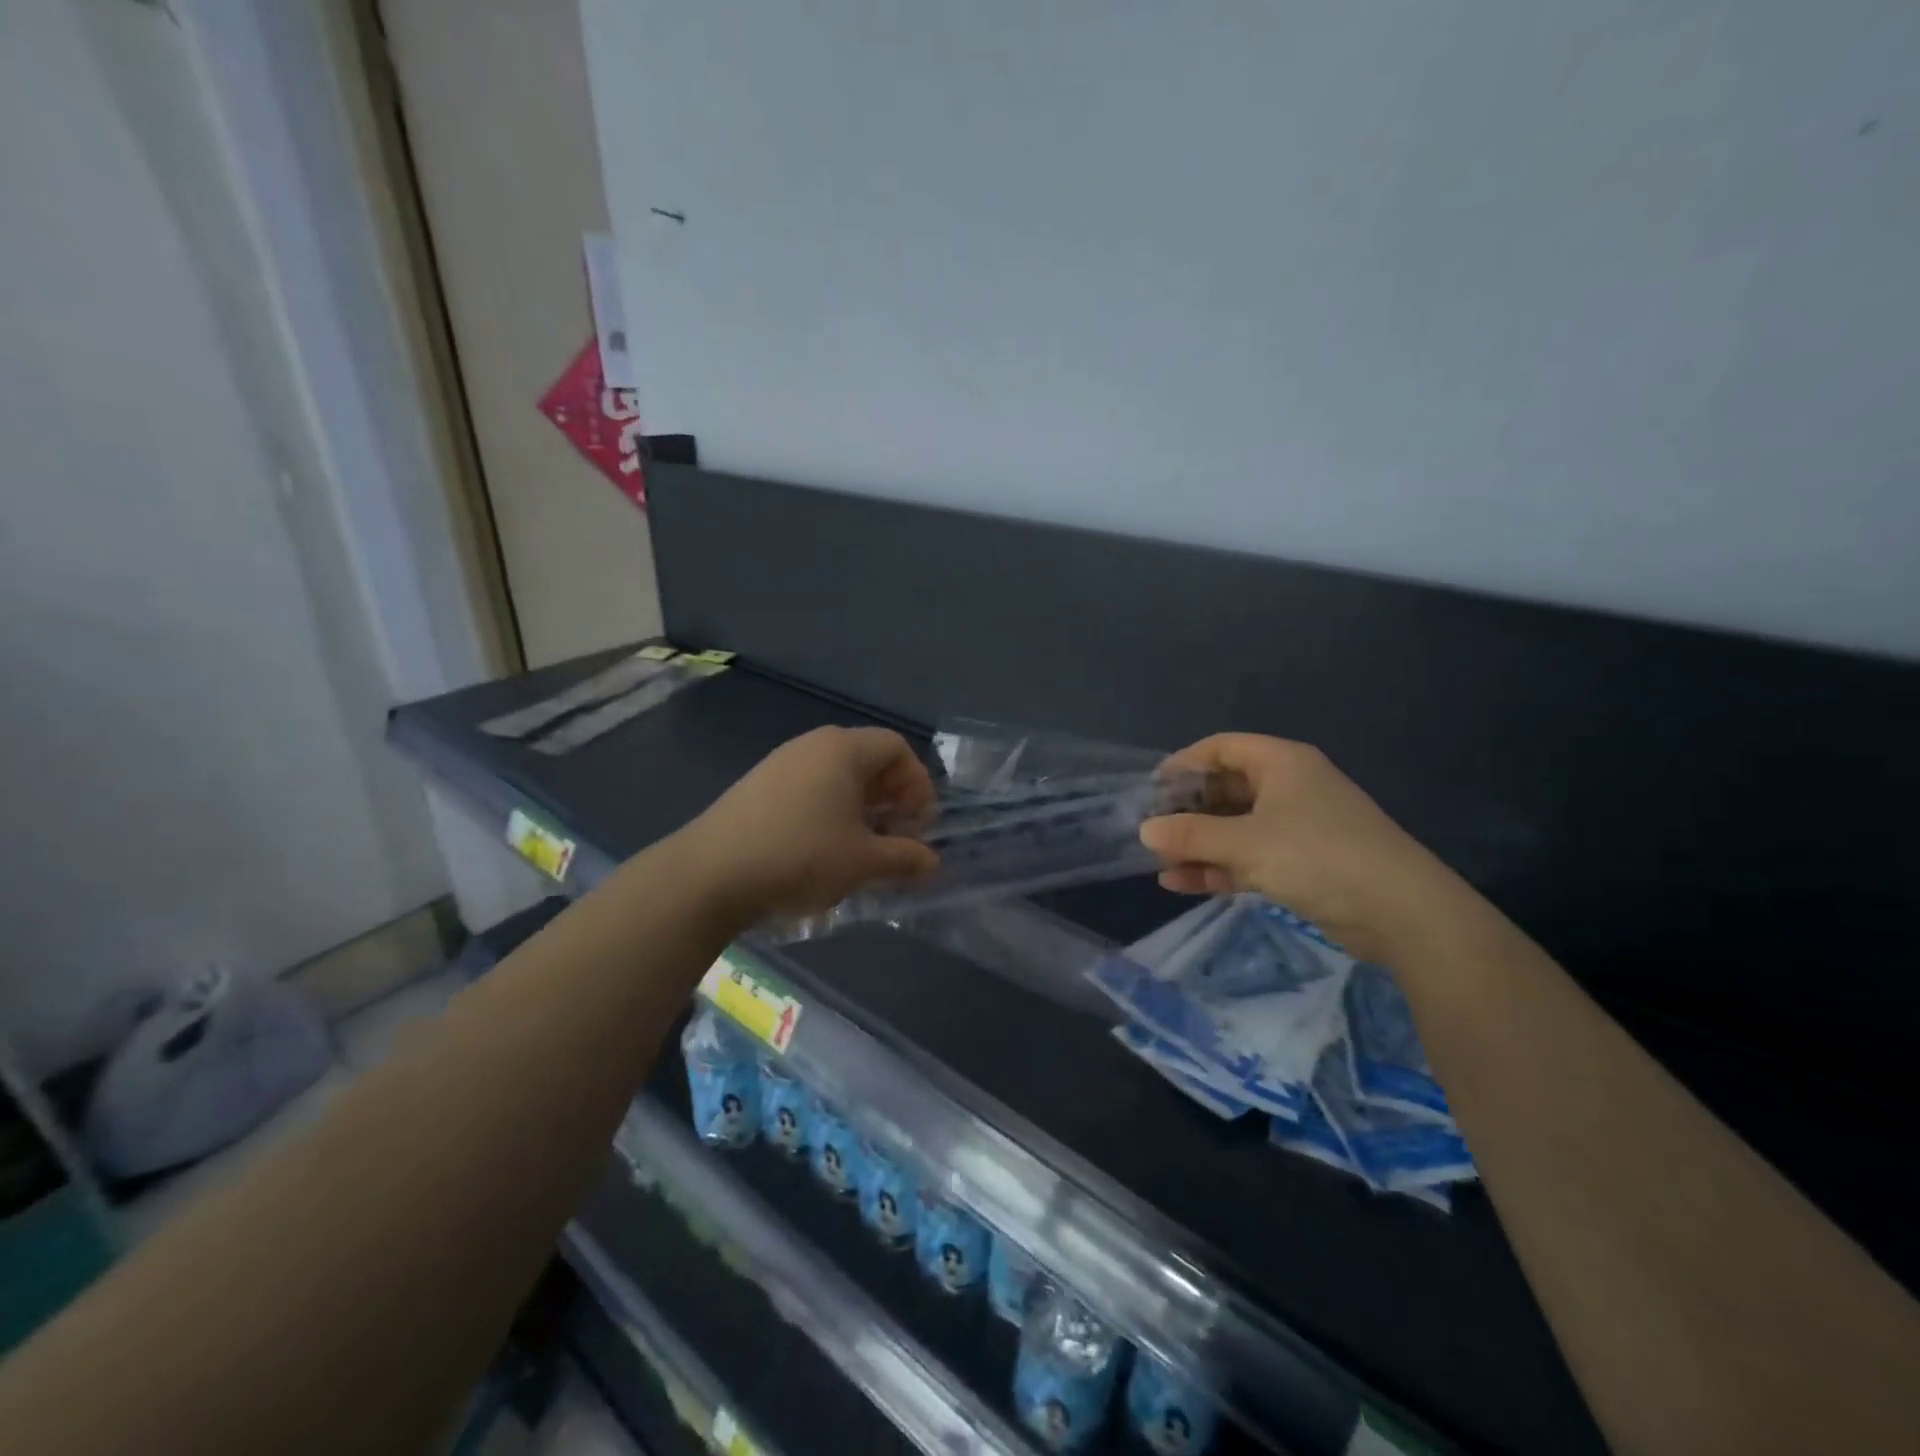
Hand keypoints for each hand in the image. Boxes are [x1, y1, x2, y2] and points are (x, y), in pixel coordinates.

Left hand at [681, 727, 939, 920]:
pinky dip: (830, 812)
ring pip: (837, 777)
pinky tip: (824, 850)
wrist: (710, 873)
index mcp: (843, 749)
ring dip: (862, 809)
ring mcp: (780, 764)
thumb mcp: (862, 862)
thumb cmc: (800, 856)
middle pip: (868, 760)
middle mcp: (812, 746)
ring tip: (864, 848)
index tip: (920, 824)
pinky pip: (810, 790)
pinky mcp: (758, 787)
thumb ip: (904, 858)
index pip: (897, 748)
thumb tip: (932, 862)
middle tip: (898, 838)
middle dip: (892, 798)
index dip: (918, 784)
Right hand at [1139, 734, 1455, 960]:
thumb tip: (1145, 830)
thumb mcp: (1246, 843)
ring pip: (1234, 828)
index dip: (1184, 763)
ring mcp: (1296, 827)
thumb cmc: (1317, 856)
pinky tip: (1180, 883)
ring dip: (1198, 844)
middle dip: (1187, 811)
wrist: (1400, 912)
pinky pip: (1248, 857)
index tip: (1152, 788)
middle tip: (1151, 830)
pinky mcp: (1301, 863)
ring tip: (1158, 862)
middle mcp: (1288, 787)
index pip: (1222, 748)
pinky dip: (1218, 867)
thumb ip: (1192, 835)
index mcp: (1281, 763)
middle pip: (1225, 789)